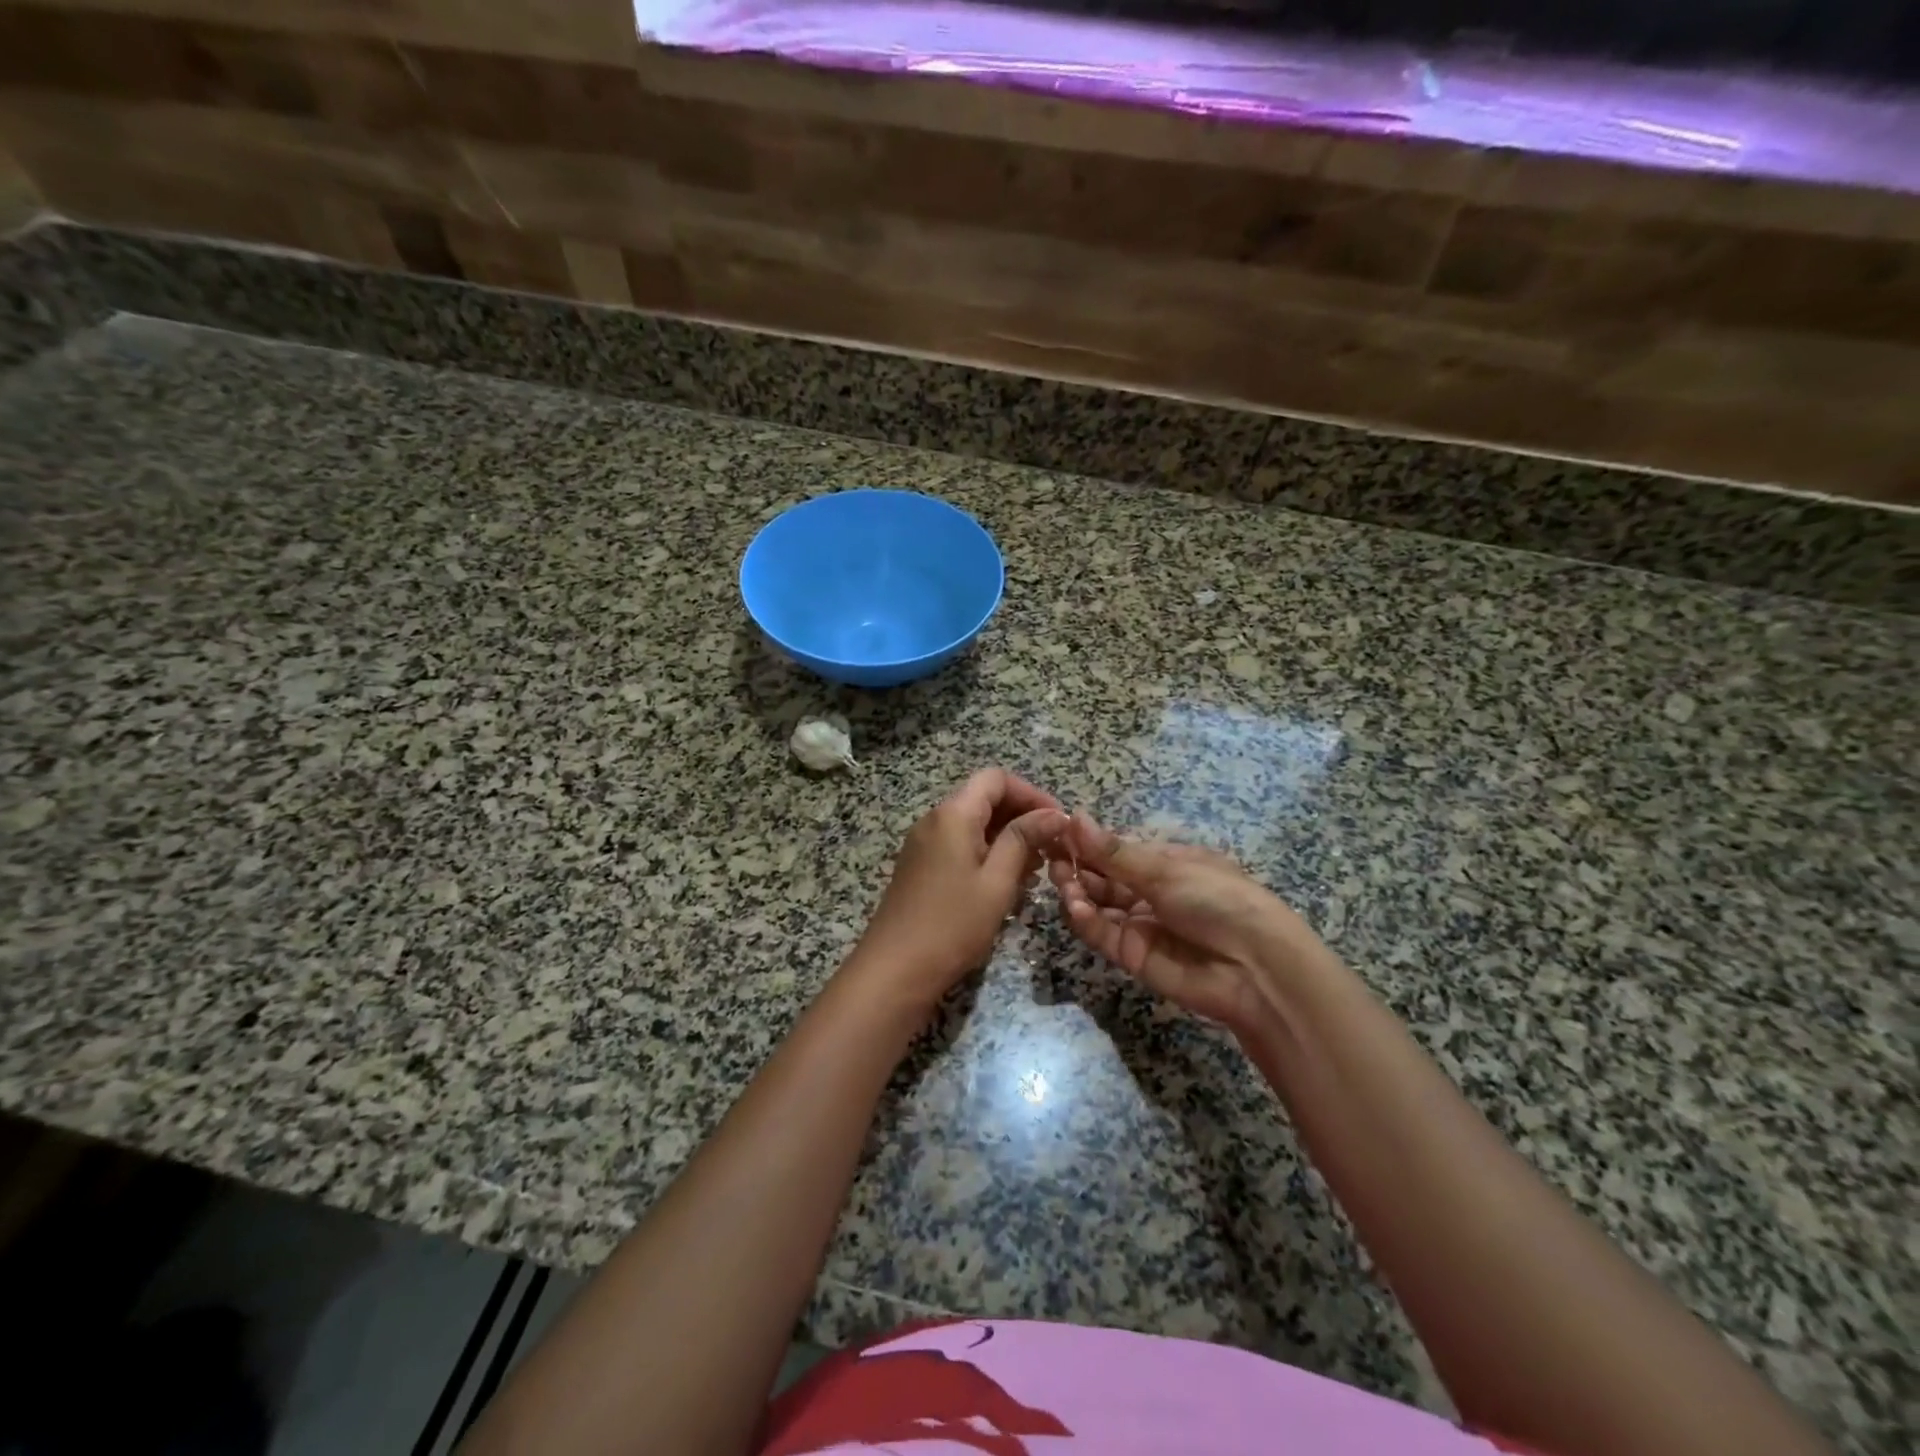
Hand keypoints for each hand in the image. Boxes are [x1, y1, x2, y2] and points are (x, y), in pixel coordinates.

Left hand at [847, 769, 1065, 1014]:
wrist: (895, 969)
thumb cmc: (952, 924)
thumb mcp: (997, 881)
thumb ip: (1024, 840)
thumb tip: (1055, 813)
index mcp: (953, 814)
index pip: (996, 779)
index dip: (1032, 793)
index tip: (1059, 822)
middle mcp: (935, 819)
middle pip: (984, 798)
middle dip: (1022, 817)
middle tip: (1052, 849)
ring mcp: (924, 844)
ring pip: (974, 824)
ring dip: (1007, 838)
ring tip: (1036, 870)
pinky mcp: (921, 867)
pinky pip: (960, 845)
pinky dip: (988, 854)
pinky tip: (1008, 883)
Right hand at [1049, 812, 1325, 1031]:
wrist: (1255, 968)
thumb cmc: (1218, 900)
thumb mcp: (1166, 870)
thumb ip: (1113, 852)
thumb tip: (1074, 817)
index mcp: (1165, 862)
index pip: (1116, 849)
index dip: (1087, 841)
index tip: (1055, 831)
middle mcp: (1149, 891)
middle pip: (1102, 876)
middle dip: (1076, 865)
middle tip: (1050, 856)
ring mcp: (1140, 924)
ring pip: (1096, 903)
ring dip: (1076, 890)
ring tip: (1061, 881)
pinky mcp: (1131, 955)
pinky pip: (1101, 933)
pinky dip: (1085, 919)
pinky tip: (1076, 906)